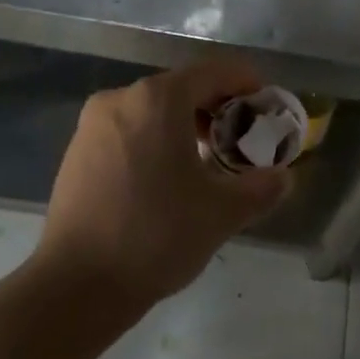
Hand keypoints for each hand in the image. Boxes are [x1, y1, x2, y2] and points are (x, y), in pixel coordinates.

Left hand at [34, 58, 288, 308]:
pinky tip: (165, 178)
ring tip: (206, 162)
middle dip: (216, 108)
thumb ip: (262, 188)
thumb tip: (283, 177)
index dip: (246, 82)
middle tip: (241, 138)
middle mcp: (121, 98)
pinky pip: (127, 131)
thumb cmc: (156, 235)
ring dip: (184, 126)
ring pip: (152, 110)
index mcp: (158, 99)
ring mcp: (92, 125)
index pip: (213, 72)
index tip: (266, 103)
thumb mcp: (222, 213)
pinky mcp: (76, 152)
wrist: (76, 286)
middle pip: (181, 88)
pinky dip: (154, 140)